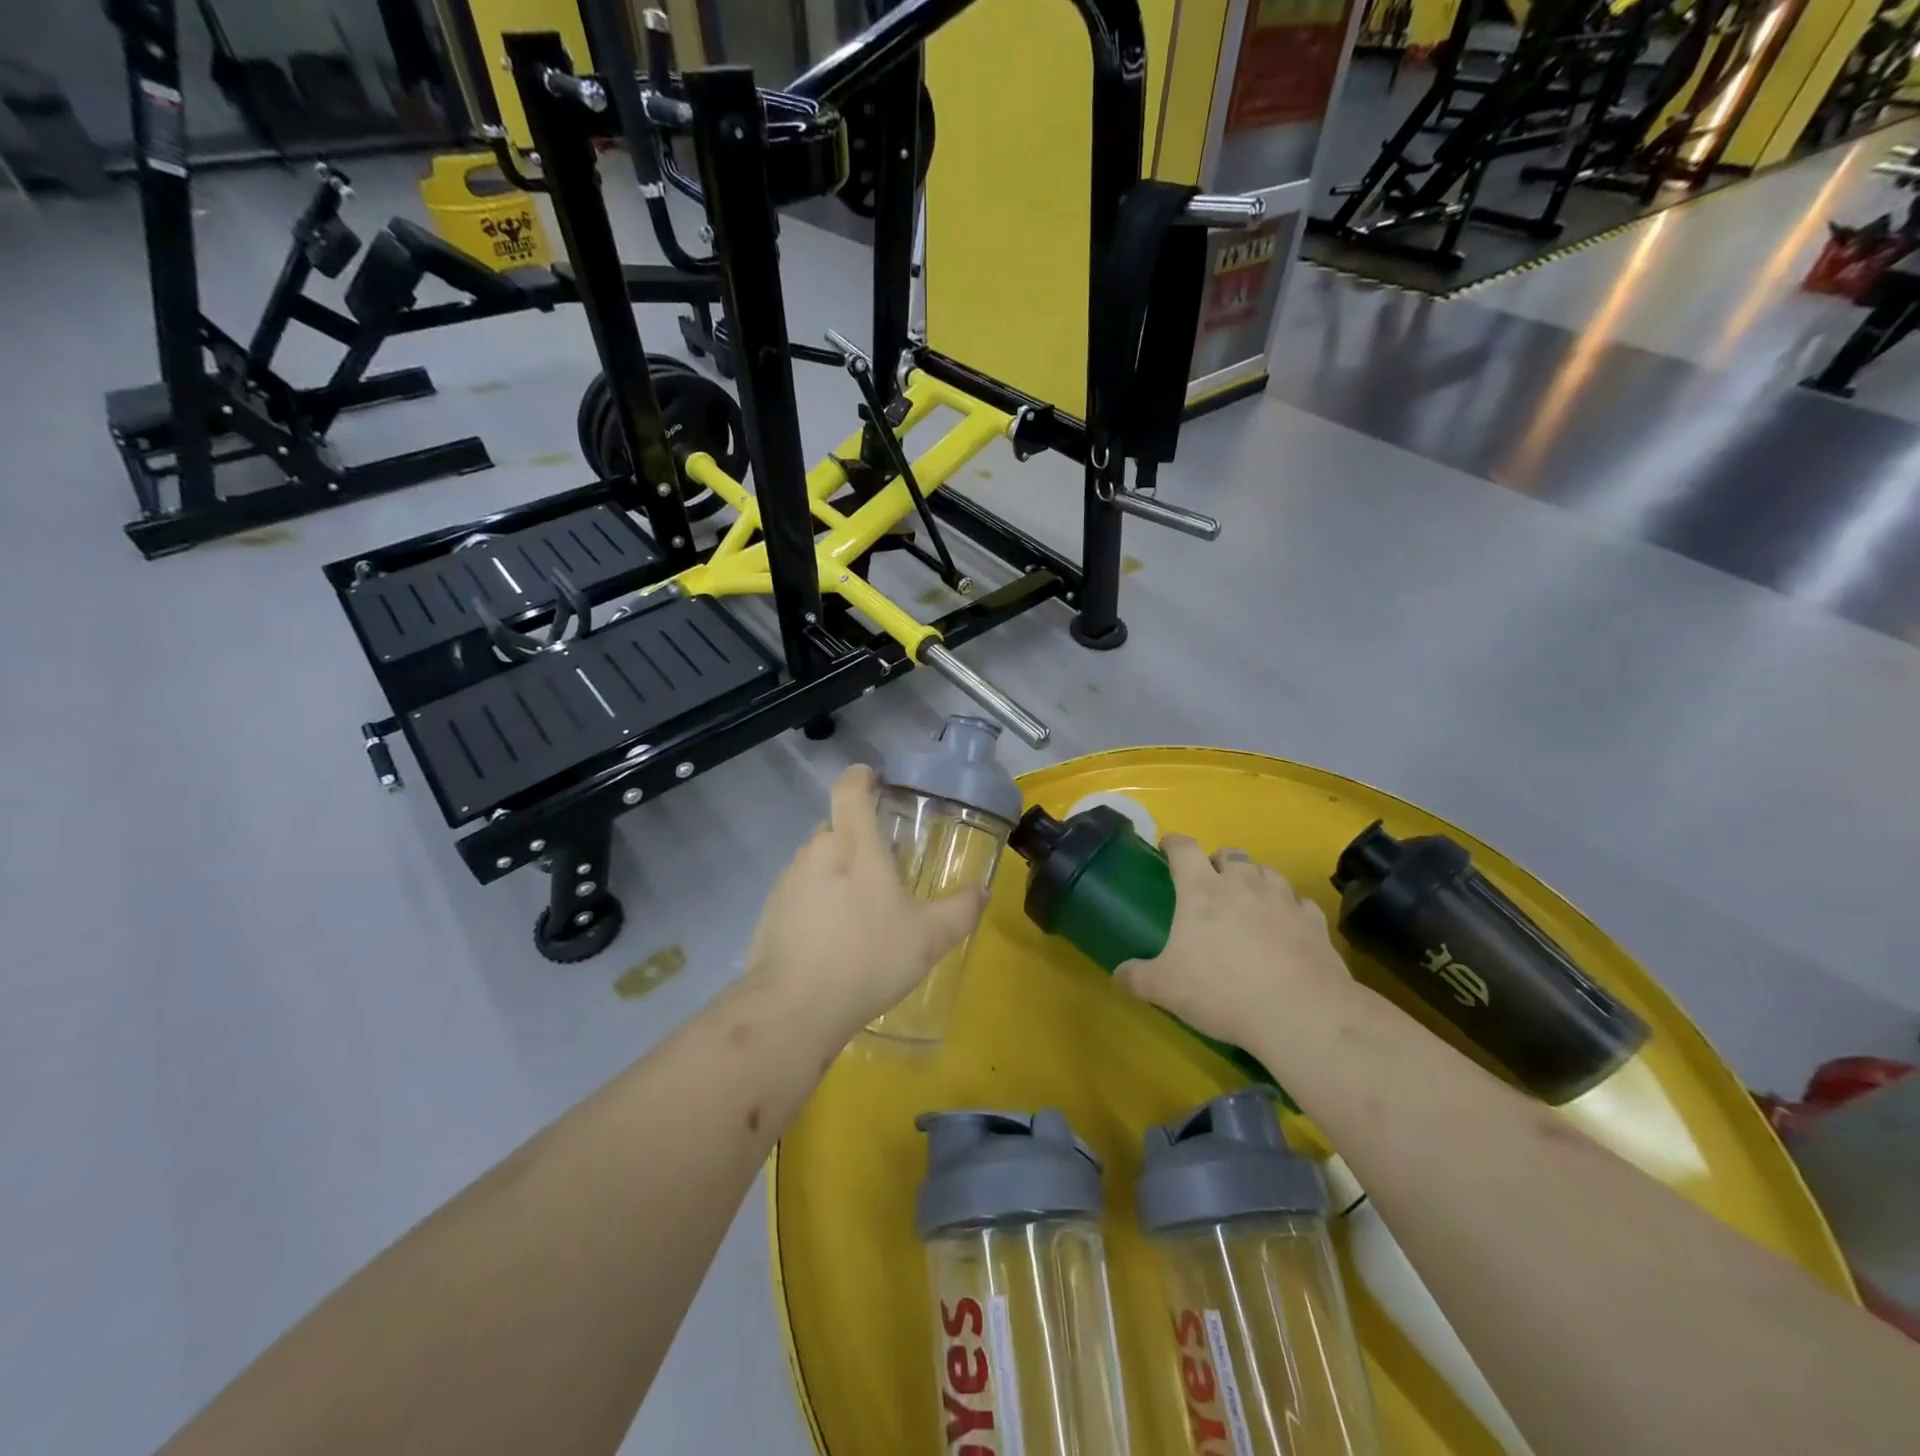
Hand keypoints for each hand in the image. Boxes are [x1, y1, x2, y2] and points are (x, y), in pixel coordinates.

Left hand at [744, 764, 985, 1037]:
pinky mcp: (770, 911)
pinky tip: (833, 938)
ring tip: (861, 911)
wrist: (793, 1008)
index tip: (877, 783)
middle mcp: (817, 851)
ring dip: (837, 874)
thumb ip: (960, 910)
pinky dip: (817, 902)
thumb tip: (982, 890)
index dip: (862, 777)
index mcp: (854, 844)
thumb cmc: (868, 957)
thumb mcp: (929, 938)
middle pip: (836, 826)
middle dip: (858, 840)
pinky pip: (800, 892)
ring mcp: (788, 881)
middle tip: (884, 870)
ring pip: (817, 861)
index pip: (850, 788)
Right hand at [1116, 836, 1353, 1047]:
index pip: (1184, 849)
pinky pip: (1299, 902)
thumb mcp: (1165, 988)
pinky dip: (1289, 908)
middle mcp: (1243, 884)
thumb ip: (1137, 977)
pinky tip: (1286, 925)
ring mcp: (1283, 900)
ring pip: (1267, 872)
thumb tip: (1118, 974)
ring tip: (1248, 900)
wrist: (1301, 1013)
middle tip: (1210, 882)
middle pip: (1231, 854)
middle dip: (1218, 862)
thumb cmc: (1222, 991)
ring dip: (1255, 879)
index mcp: (1201, 890)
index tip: (1167, 846)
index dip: (1173, 843)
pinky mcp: (1314, 922)